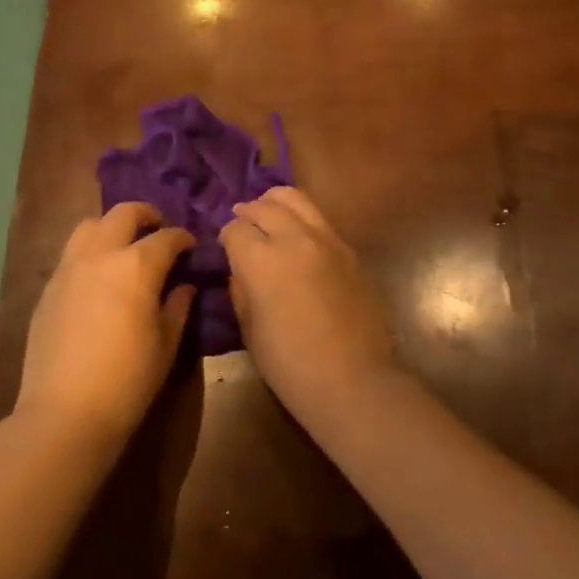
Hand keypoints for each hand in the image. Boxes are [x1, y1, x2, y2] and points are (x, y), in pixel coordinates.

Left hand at [16, 203, 196, 450]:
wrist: (66, 413)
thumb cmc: (128, 379)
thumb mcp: (166, 343)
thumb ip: (178, 306)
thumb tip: (184, 286)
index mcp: (137, 266)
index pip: (167, 237)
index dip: (183, 238)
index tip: (191, 247)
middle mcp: (100, 255)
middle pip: (123, 214)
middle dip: (146, 215)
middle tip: (159, 230)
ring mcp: (68, 269)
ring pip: (89, 225)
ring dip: (111, 227)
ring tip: (124, 246)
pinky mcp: (48, 288)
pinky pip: (71, 254)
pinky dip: (90, 252)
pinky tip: (99, 278)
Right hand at [222, 187, 395, 420]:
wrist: (353, 379)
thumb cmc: (291, 365)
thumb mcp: (250, 330)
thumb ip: (241, 291)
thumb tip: (240, 270)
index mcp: (263, 260)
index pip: (236, 229)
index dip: (226, 237)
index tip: (225, 247)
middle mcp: (295, 239)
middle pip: (265, 206)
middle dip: (248, 212)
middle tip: (242, 222)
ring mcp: (328, 240)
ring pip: (297, 199)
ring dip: (276, 203)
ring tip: (268, 214)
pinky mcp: (350, 249)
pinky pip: (320, 219)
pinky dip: (302, 218)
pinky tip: (298, 235)